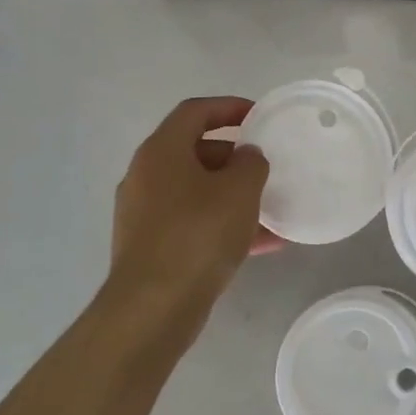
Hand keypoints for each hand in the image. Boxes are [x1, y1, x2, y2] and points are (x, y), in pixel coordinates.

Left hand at [101, 97, 276, 352]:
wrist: (153, 307)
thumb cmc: (198, 235)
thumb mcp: (240, 190)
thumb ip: (251, 163)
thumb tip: (246, 158)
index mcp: (161, 151)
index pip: (195, 111)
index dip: (229, 107)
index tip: (259, 116)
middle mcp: (146, 175)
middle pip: (195, 151)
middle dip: (234, 157)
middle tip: (265, 168)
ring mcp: (144, 213)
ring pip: (196, 191)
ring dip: (233, 196)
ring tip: (271, 209)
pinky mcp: (150, 246)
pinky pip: (193, 222)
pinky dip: (223, 224)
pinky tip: (262, 244)